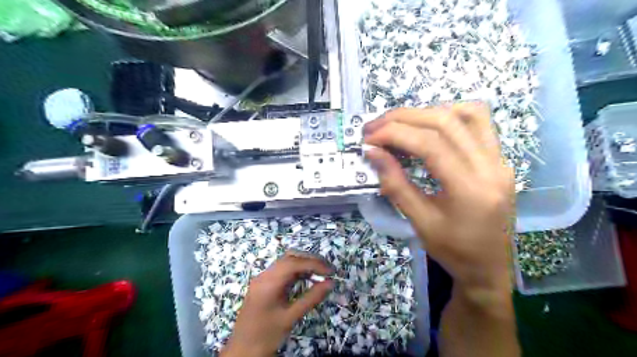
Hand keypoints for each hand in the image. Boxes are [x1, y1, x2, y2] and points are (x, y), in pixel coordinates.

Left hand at [222, 254, 334, 356]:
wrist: (242, 351)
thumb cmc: (266, 336)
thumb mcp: (290, 318)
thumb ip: (311, 299)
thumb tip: (330, 283)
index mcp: (268, 283)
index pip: (294, 263)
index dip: (314, 263)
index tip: (331, 271)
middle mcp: (264, 275)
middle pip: (289, 257)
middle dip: (310, 260)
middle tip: (328, 269)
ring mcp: (262, 278)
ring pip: (286, 261)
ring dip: (304, 263)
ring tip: (321, 273)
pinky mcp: (263, 284)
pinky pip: (282, 270)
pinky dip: (296, 270)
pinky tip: (307, 278)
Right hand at [366, 103, 513, 298]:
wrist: (489, 268)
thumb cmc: (453, 252)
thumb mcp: (419, 222)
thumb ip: (395, 184)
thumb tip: (373, 153)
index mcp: (471, 190)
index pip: (430, 144)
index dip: (394, 134)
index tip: (368, 139)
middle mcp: (491, 167)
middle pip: (445, 122)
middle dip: (403, 118)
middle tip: (374, 127)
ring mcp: (500, 160)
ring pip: (465, 114)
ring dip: (425, 113)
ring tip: (397, 124)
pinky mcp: (499, 159)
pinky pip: (478, 122)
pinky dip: (449, 115)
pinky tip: (428, 126)